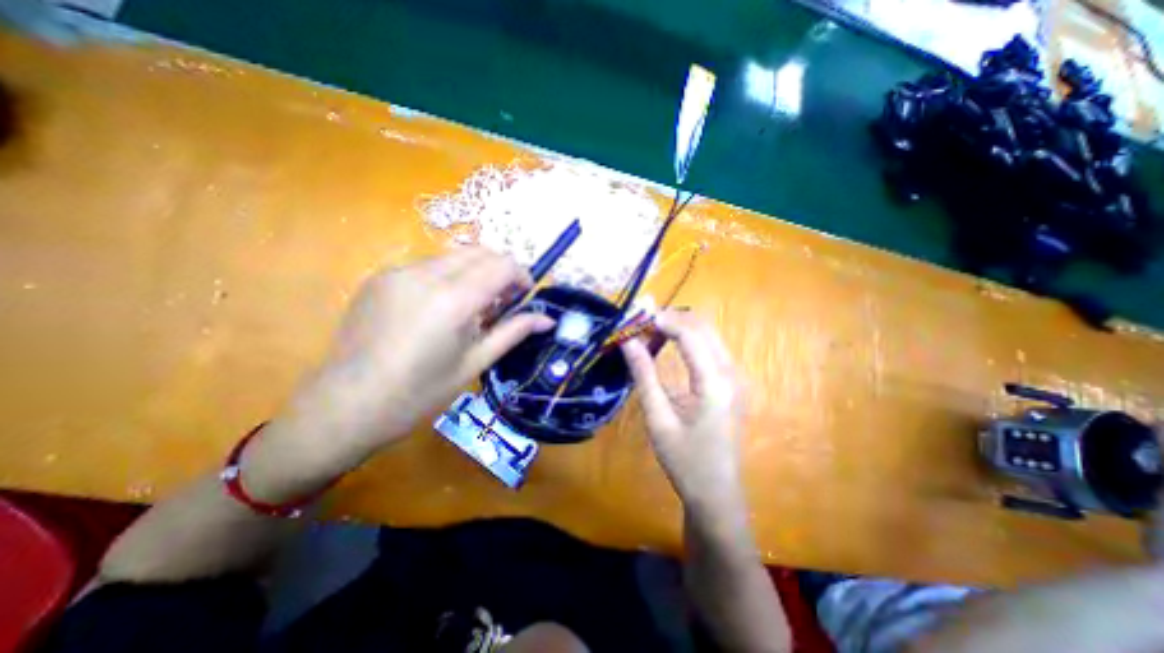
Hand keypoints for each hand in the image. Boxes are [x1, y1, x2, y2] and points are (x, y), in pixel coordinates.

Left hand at [280, 247, 554, 454]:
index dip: (521, 275)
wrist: (346, 405)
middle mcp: (425, 275)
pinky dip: (448, 276)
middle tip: (502, 301)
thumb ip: (513, 332)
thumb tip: (548, 320)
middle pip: (480, 252)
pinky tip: (441, 307)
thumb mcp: (475, 363)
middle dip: (500, 270)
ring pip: (454, 255)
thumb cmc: (419, 394)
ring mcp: (398, 271)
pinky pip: (428, 264)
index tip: (525, 295)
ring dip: (475, 271)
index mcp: (453, 301)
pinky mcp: (381, 276)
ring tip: (473, 305)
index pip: (502, 265)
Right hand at [624, 309, 750, 517]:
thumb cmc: (685, 461)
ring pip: (708, 335)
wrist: (716, 494)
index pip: (691, 335)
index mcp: (715, 382)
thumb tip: (628, 342)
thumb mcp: (658, 418)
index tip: (637, 318)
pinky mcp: (732, 383)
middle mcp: (732, 373)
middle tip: (642, 324)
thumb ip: (644, 375)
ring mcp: (736, 378)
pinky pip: (710, 348)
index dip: (663, 321)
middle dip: (672, 319)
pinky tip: (668, 346)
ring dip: (680, 328)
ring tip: (650, 333)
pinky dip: (688, 340)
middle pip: (704, 327)